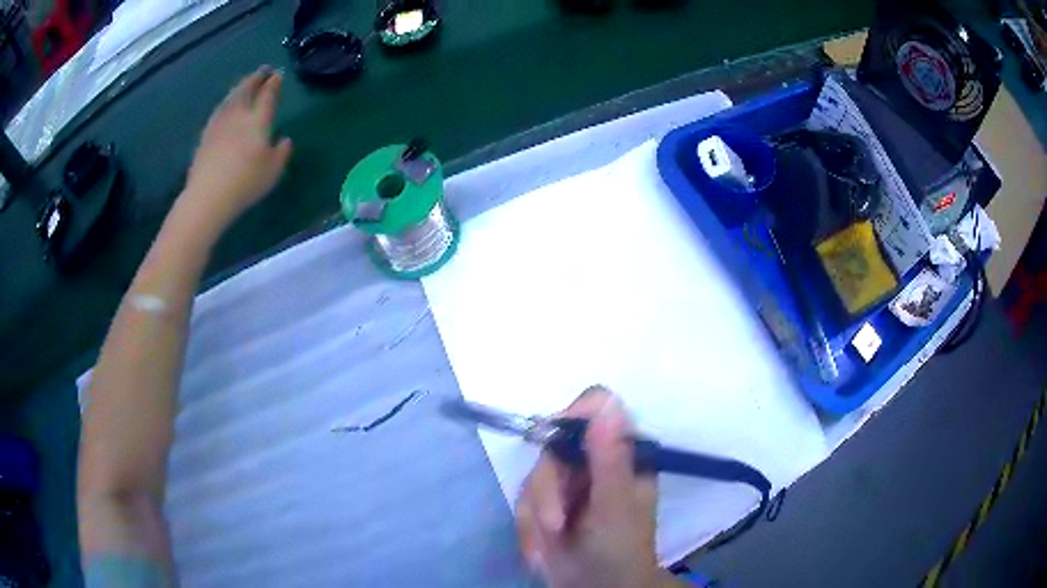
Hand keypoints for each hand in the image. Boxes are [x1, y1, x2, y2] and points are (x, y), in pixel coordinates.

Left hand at [182, 67, 292, 226]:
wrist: (207, 197)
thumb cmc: (245, 183)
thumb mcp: (273, 171)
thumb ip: (281, 152)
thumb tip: (284, 139)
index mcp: (257, 120)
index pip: (267, 95)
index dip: (274, 84)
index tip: (278, 75)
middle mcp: (238, 115)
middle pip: (247, 90)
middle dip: (256, 78)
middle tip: (263, 70)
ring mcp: (219, 124)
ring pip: (231, 97)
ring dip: (239, 87)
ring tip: (245, 83)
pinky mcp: (206, 136)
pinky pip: (219, 110)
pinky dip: (226, 102)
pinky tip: (226, 105)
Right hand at [515, 387, 681, 587]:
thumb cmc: (619, 549)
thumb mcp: (615, 506)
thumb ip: (609, 457)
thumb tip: (606, 400)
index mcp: (622, 453)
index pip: (596, 408)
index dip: (572, 420)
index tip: (556, 453)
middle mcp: (594, 461)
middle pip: (553, 446)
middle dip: (548, 492)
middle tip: (556, 525)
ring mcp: (569, 482)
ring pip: (534, 476)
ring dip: (536, 517)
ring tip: (551, 544)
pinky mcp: (548, 503)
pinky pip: (523, 502)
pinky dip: (528, 530)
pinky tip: (542, 552)